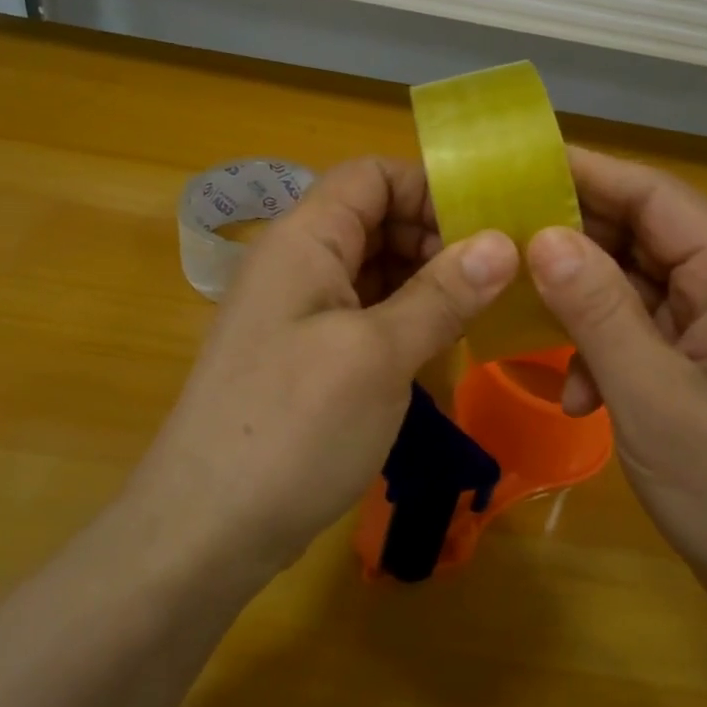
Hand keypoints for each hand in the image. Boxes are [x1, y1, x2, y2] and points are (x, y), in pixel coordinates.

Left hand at [128, 157, 516, 584]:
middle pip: (375, 220)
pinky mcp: (305, 357)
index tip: (490, 225)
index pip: (371, 176)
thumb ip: (441, 294)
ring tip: (484, 310)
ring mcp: (298, 312)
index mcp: (305, 240)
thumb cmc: (293, 428)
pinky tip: (442, 347)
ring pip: (373, 271)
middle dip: (437, 238)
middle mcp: (297, 263)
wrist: (205, 530)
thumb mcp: (378, 356)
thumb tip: (501, 242)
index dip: (430, 188)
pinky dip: (404, 320)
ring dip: (426, 283)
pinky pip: (363, 315)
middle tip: (500, 276)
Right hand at [525, 148, 706, 617]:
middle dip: (578, 243)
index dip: (593, 174)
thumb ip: (597, 312)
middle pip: (647, 240)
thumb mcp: (652, 398)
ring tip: (531, 325)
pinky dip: (608, 355)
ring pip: (641, 292)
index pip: (660, 199)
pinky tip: (579, 398)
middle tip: (505, 241)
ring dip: (588, 310)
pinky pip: (648, 338)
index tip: (524, 167)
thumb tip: (544, 237)